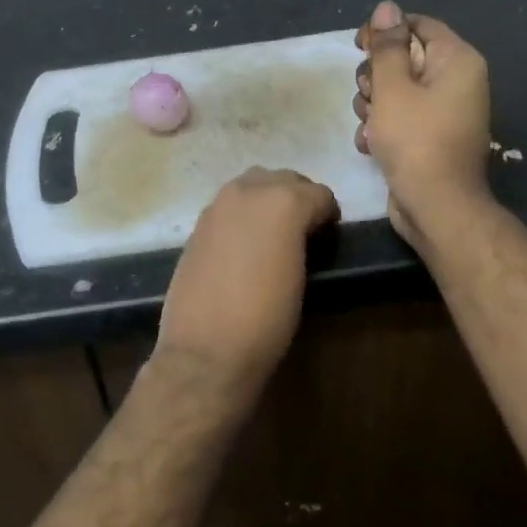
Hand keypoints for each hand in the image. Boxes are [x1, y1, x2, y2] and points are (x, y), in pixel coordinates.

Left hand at [157, 167, 338, 382]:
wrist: (207, 348)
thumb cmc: (267, 319)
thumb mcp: (302, 277)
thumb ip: (304, 239)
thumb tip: (304, 232)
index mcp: (283, 201)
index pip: (318, 193)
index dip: (328, 213)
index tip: (329, 234)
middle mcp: (247, 191)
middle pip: (283, 178)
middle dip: (298, 197)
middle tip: (305, 230)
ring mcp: (217, 205)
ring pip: (252, 184)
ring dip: (267, 199)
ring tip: (274, 234)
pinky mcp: (197, 224)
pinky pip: (228, 205)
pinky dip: (242, 214)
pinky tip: (245, 244)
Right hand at [353, 0, 492, 242]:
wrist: (436, 206)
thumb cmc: (415, 140)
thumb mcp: (393, 88)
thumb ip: (386, 47)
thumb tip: (387, 8)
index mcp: (456, 61)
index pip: (417, 25)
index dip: (385, 31)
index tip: (358, 46)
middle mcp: (456, 82)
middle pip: (404, 59)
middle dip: (376, 77)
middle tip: (370, 96)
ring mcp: (444, 112)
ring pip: (396, 91)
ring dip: (373, 105)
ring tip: (370, 126)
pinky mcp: (430, 137)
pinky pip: (400, 118)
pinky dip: (382, 128)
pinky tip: (371, 144)